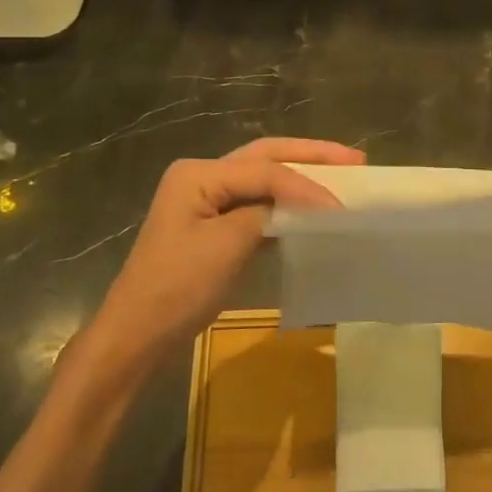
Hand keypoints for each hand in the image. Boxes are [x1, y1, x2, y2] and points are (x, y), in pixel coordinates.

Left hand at [79, 137, 363, 377]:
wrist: (137, 334)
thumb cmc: (177, 288)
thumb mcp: (226, 246)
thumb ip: (264, 214)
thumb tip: (297, 205)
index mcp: (198, 174)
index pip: (264, 170)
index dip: (306, 186)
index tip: (342, 207)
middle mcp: (202, 176)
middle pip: (265, 157)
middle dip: (310, 156)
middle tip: (355, 160)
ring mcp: (206, 200)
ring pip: (262, 177)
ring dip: (300, 176)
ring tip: (342, 174)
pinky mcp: (213, 225)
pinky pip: (256, 203)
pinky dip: (285, 203)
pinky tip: (311, 208)